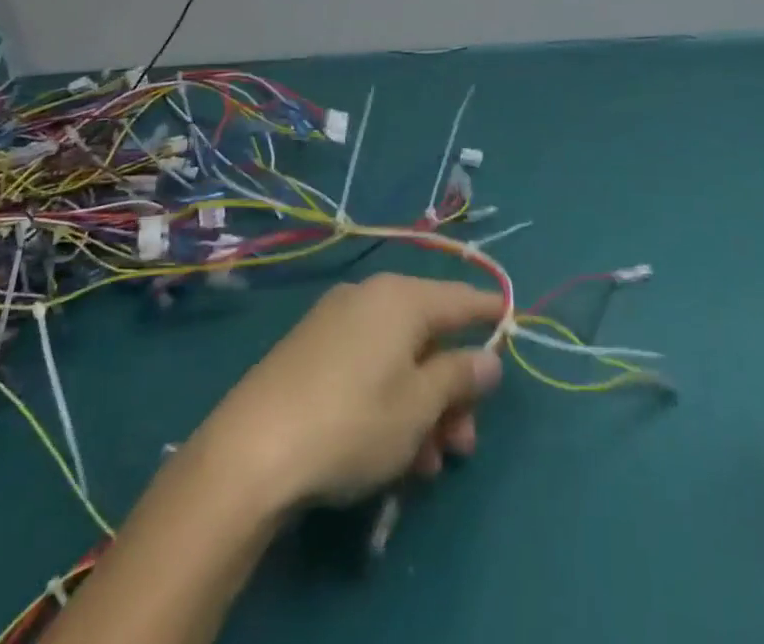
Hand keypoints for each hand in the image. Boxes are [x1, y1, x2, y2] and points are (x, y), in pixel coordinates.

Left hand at [190, 273, 505, 508]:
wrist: (251, 449)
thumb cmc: (353, 420)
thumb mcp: (418, 406)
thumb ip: (459, 377)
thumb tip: (488, 357)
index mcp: (401, 297)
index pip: (460, 298)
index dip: (490, 313)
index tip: (512, 321)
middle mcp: (370, 297)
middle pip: (428, 336)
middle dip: (451, 391)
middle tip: (462, 444)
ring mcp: (335, 322)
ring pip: (398, 358)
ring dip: (421, 406)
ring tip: (425, 466)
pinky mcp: (309, 351)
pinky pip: (367, 366)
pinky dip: (388, 400)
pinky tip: (389, 452)